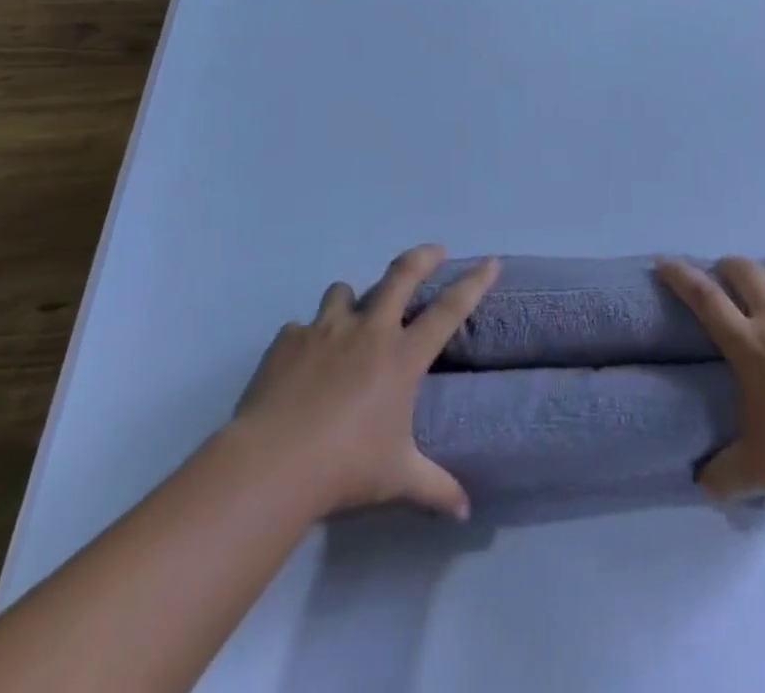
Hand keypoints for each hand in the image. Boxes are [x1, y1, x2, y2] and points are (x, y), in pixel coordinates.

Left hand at [233, 245, 499, 520]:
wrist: (274, 462)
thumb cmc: (346, 466)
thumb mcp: (397, 478)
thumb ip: (434, 488)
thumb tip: (466, 513)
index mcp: (401, 356)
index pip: (449, 310)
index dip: (473, 282)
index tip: (490, 261)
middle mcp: (368, 331)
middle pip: (401, 276)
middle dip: (422, 257)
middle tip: (433, 251)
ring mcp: (325, 329)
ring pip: (345, 291)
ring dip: (353, 299)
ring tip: (353, 314)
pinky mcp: (288, 339)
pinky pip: (301, 327)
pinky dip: (307, 338)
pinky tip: (302, 362)